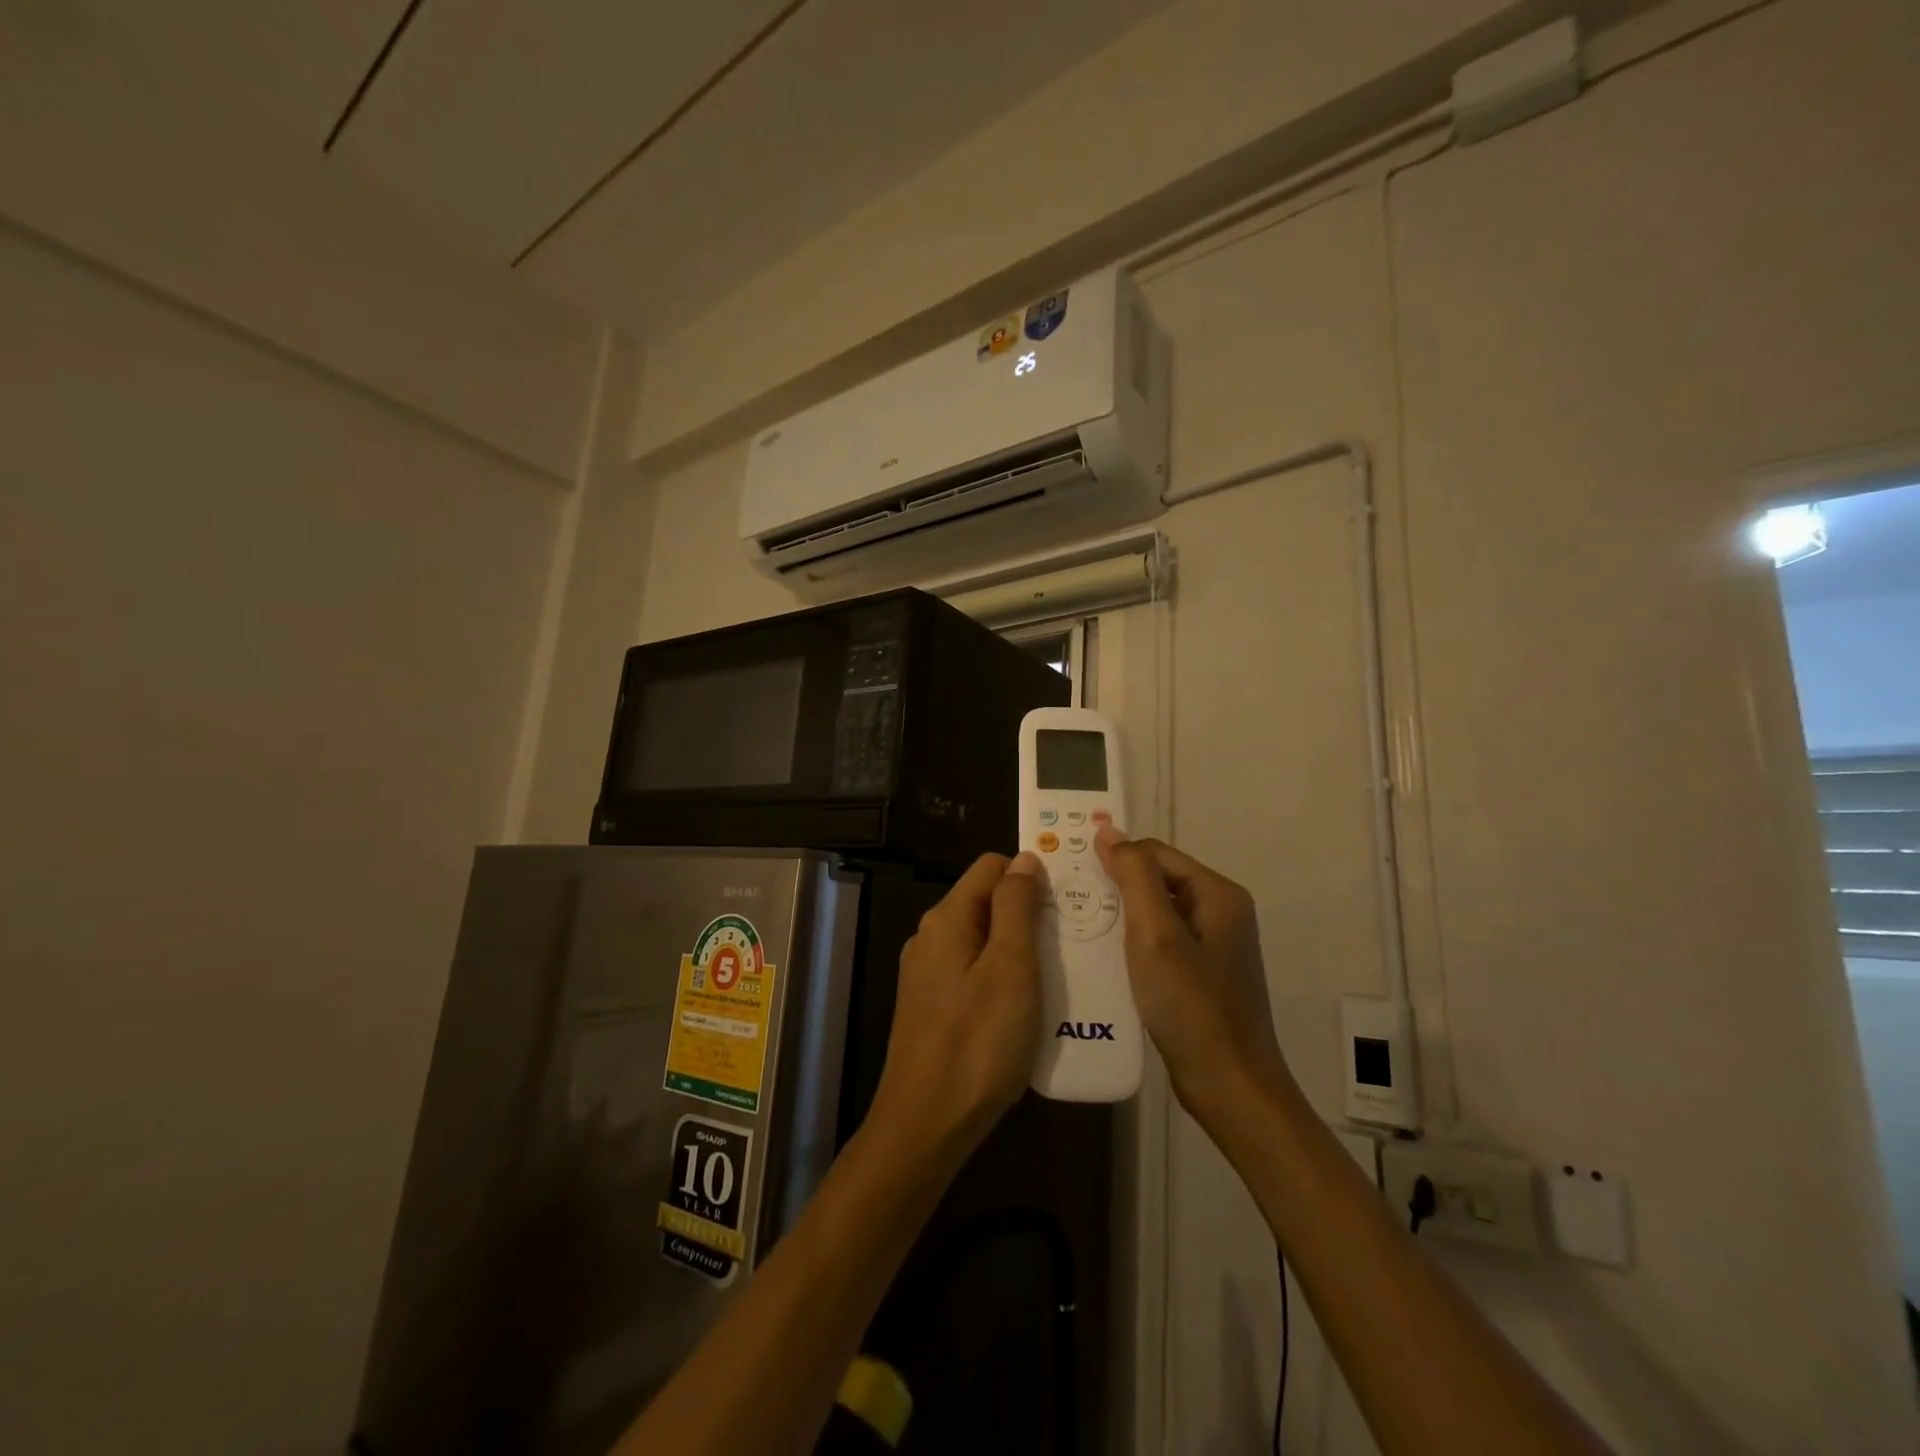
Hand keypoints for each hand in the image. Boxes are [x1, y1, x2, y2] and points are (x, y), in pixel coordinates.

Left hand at [865, 852, 1044, 1169]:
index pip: (991, 867)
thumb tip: (1024, 859)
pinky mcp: (932, 1006)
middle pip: (986, 903)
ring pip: (982, 940)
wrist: (925, 1124)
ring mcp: (927, 973)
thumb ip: (1016, 908)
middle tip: (1071, 941)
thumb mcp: (1010, 968)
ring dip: (1019, 949)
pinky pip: (973, 973)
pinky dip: (1002, 978)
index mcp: (947, 919)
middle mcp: (931, 937)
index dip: (1029, 875)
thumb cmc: (977, 1043)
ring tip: (1059, 974)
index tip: (1068, 901)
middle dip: (1028, 914)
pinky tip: (1027, 1008)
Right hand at [1094, 828, 1293, 1124]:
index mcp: (1218, 894)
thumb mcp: (1156, 934)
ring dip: (1119, 918)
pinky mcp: (1200, 975)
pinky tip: (1104, 960)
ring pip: (1154, 913)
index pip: (1155, 853)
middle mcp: (1220, 912)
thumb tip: (1109, 830)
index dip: (1115, 859)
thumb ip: (1133, 877)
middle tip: (1069, 903)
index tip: (1073, 876)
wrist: (1229, 1087)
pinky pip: (1159, 943)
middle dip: (1114, 888)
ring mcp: (1212, 946)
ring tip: (1079, 929)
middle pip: (1156, 880)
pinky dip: (1131, 945)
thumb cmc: (1191, 1005)